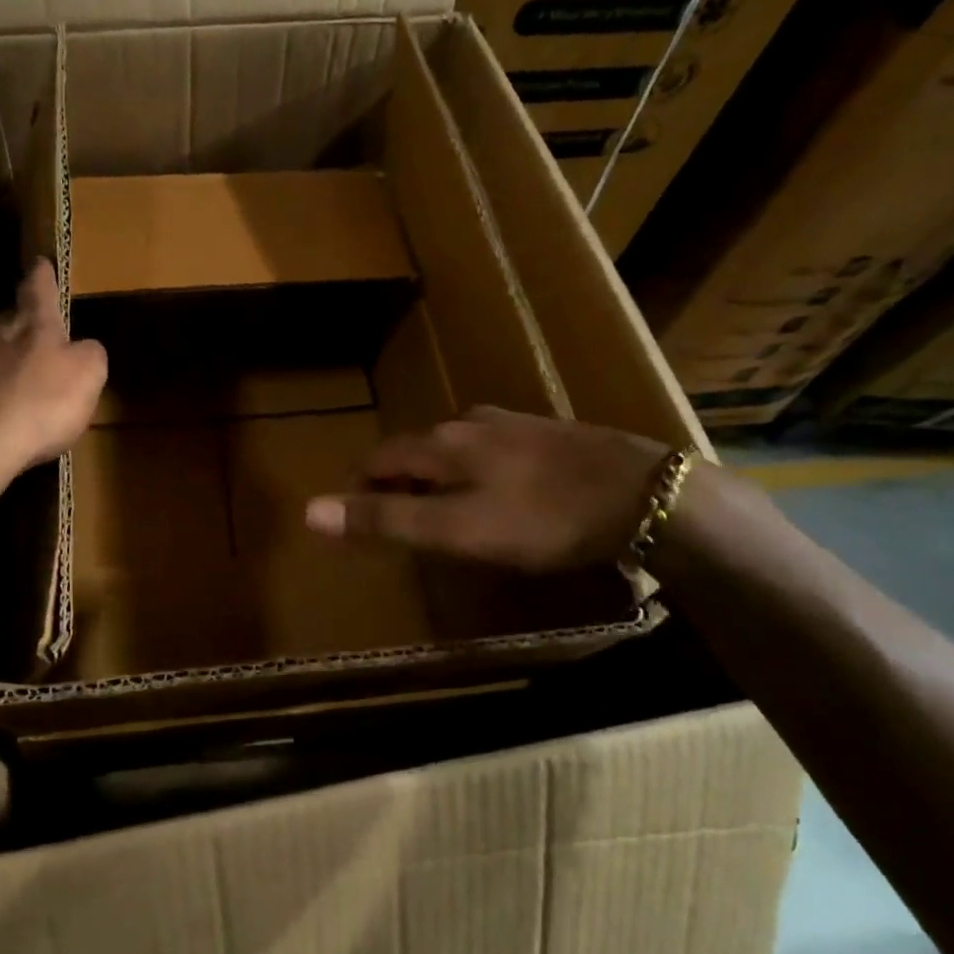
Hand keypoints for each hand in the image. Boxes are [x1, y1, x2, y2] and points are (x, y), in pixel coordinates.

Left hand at [0, 258, 106, 489]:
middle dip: (22, 328)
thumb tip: (84, 348)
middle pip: (8, 322)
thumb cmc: (40, 406)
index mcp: (31, 325)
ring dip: (0, 367)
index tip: (40, 262)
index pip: (38, 289)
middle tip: (36, 342)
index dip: (42, 277)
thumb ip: (90, 355)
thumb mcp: (88, 377)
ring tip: (16, 390)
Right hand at [304, 406, 669, 572]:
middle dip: (398, 482)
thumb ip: (384, 520)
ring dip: (438, 477)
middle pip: (415, 451)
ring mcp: (513, 424)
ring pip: (455, 449)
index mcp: (441, 444)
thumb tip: (310, 511)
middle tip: (399, 522)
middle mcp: (470, 423)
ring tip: (445, 512)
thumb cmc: (540, 518)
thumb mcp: (455, 530)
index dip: (359, 487)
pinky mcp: (548, 434)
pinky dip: (476, 473)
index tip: (356, 517)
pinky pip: (492, 451)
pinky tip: (499, 495)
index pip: (379, 458)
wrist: (643, 496)